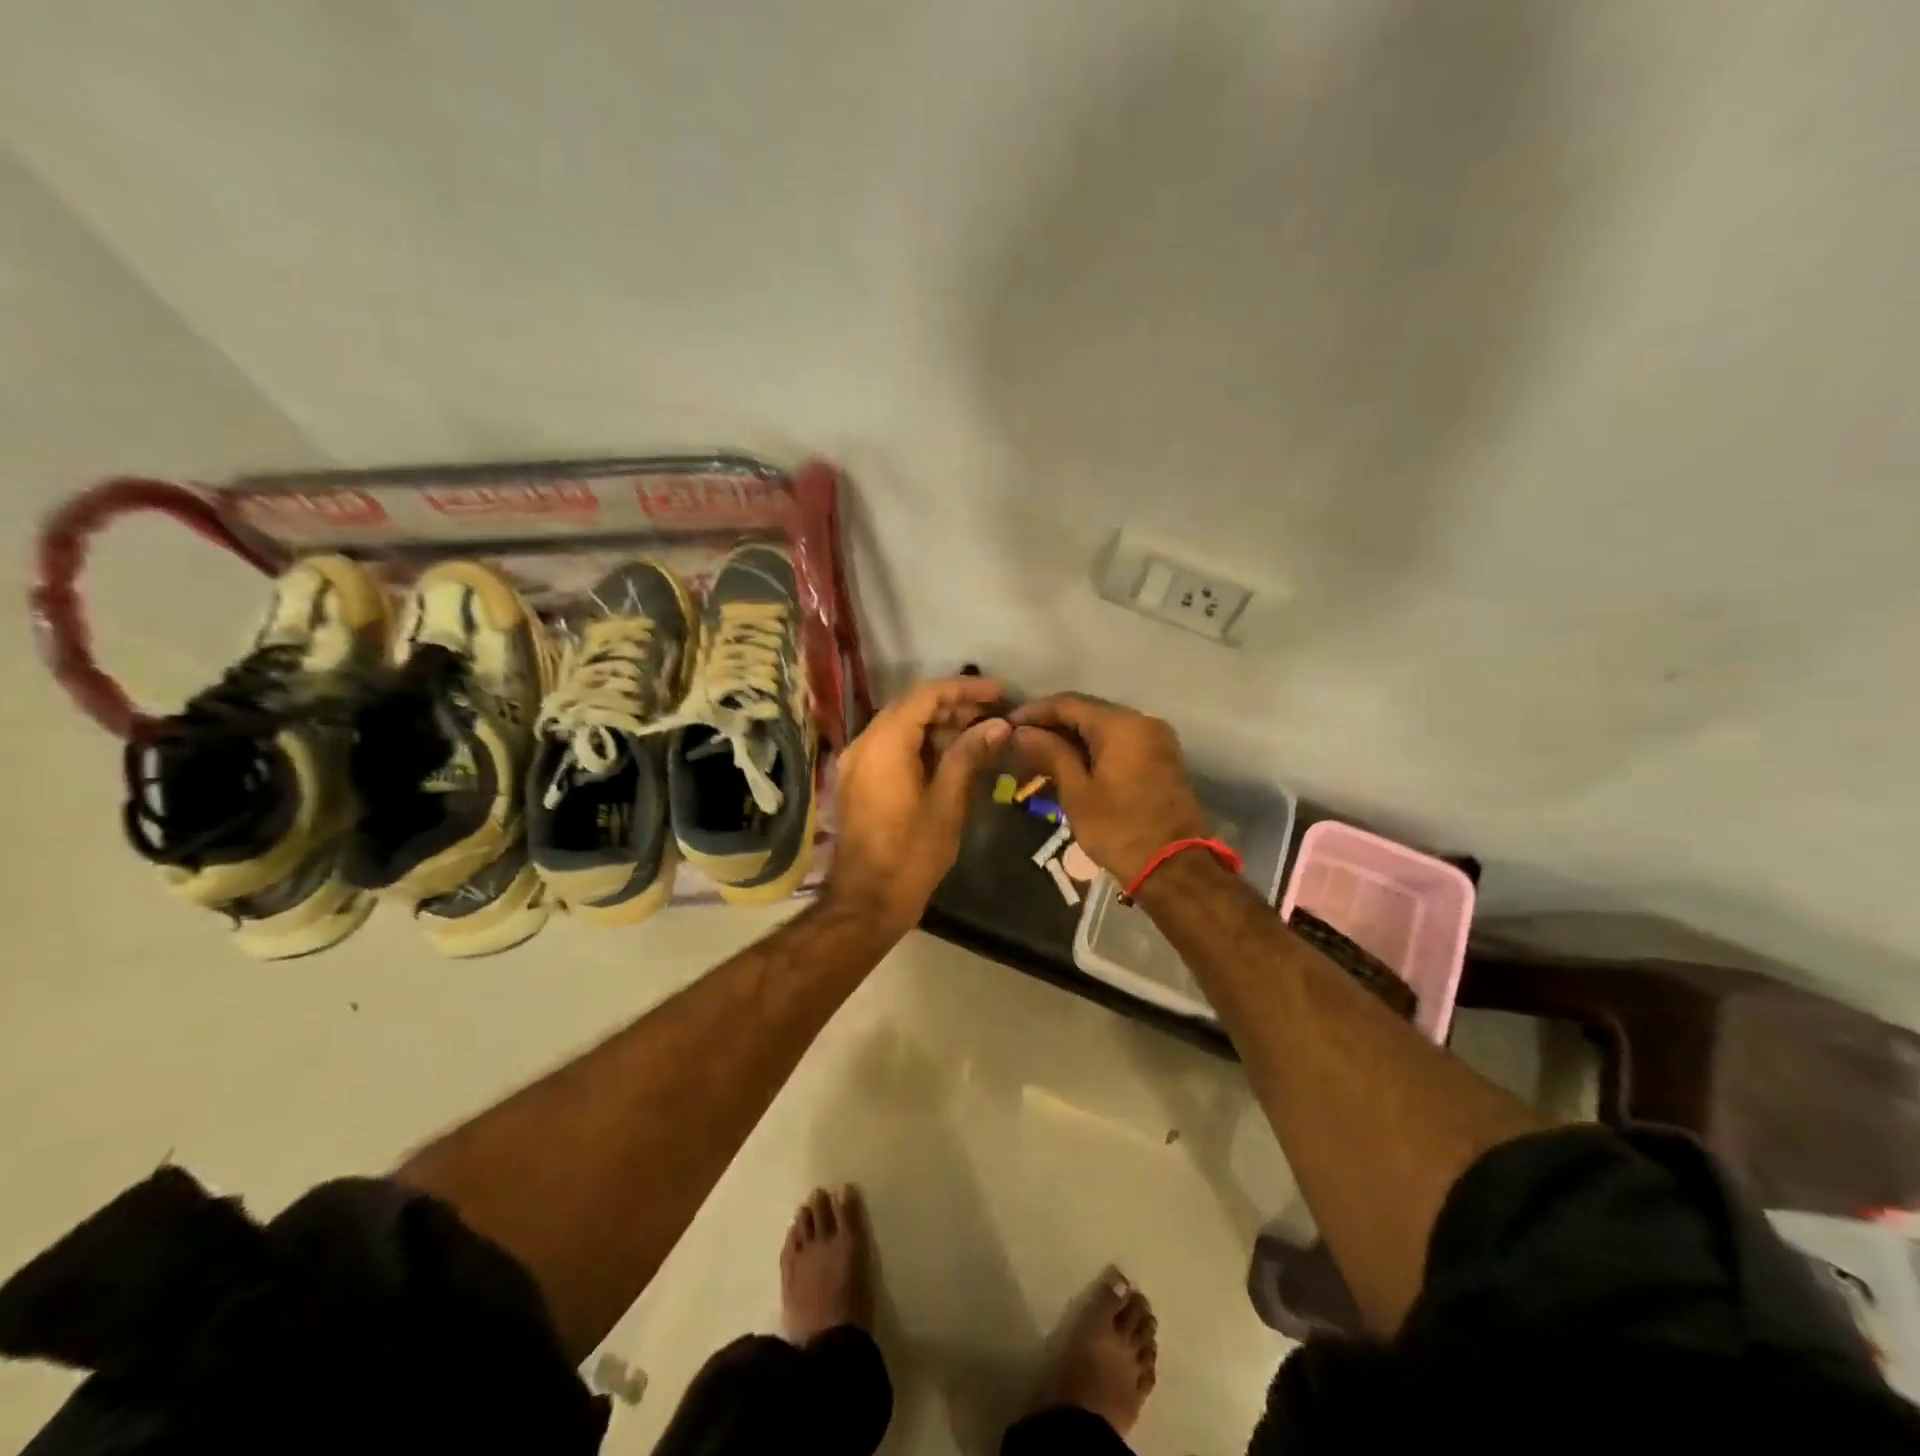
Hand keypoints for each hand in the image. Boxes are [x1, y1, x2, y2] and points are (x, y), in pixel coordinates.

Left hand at [825, 675, 1010, 934]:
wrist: (867, 901)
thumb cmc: (912, 854)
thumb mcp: (948, 803)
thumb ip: (969, 755)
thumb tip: (998, 725)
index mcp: (884, 744)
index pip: (926, 695)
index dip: (965, 689)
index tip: (1000, 693)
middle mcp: (864, 744)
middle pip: (911, 707)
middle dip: (954, 707)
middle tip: (994, 717)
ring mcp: (857, 762)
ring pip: (901, 727)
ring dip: (938, 726)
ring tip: (980, 736)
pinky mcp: (859, 780)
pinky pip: (891, 748)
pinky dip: (921, 745)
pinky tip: (951, 757)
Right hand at [1010, 694, 1205, 883]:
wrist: (1175, 868)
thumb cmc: (1119, 830)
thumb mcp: (1077, 792)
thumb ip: (1050, 753)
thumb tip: (1022, 732)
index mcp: (1122, 725)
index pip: (1068, 703)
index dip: (1034, 712)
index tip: (1007, 724)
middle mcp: (1143, 721)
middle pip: (1087, 711)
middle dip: (1051, 724)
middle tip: (1018, 740)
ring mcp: (1155, 739)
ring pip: (1103, 727)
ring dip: (1071, 737)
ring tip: (1037, 754)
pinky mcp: (1160, 758)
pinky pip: (1119, 741)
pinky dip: (1092, 748)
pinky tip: (1068, 763)